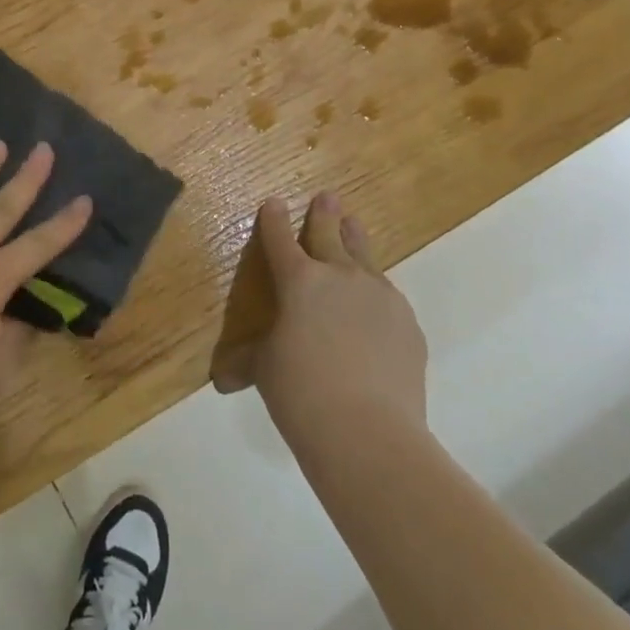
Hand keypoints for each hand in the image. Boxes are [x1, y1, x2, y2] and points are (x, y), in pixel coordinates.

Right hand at [252, 191, 429, 447]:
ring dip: (356, 240)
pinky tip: (375, 301)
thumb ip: (248, 362)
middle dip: (324, 215)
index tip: (273, 203)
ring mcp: (379, 296)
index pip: (281, 240)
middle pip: (330, 235)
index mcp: (299, 281)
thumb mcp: (265, 371)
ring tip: (355, 225)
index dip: (274, 221)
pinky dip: (376, 291)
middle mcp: (340, 276)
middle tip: (327, 197)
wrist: (369, 432)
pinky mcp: (407, 323)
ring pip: (365, 257)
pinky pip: (387, 295)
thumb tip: (223, 379)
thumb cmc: (301, 393)